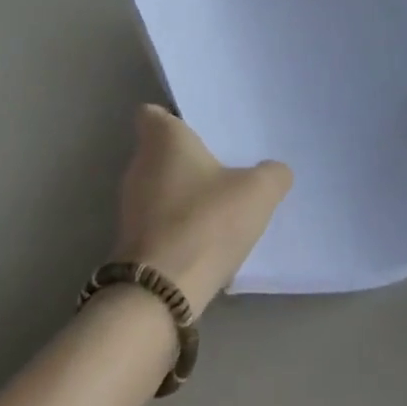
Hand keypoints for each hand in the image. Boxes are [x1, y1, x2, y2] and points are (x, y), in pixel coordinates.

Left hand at [112, 105, 292, 314]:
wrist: (161, 292)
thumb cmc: (206, 221)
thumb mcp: (257, 193)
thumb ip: (272, 174)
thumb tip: (276, 170)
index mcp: (162, 139)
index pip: (152, 113)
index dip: (173, 117)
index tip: (200, 128)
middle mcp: (138, 164)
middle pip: (159, 150)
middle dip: (187, 157)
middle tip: (223, 164)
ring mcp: (130, 204)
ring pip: (159, 186)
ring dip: (183, 193)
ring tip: (220, 203)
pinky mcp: (131, 241)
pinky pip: (158, 220)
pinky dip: (178, 224)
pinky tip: (206, 238)